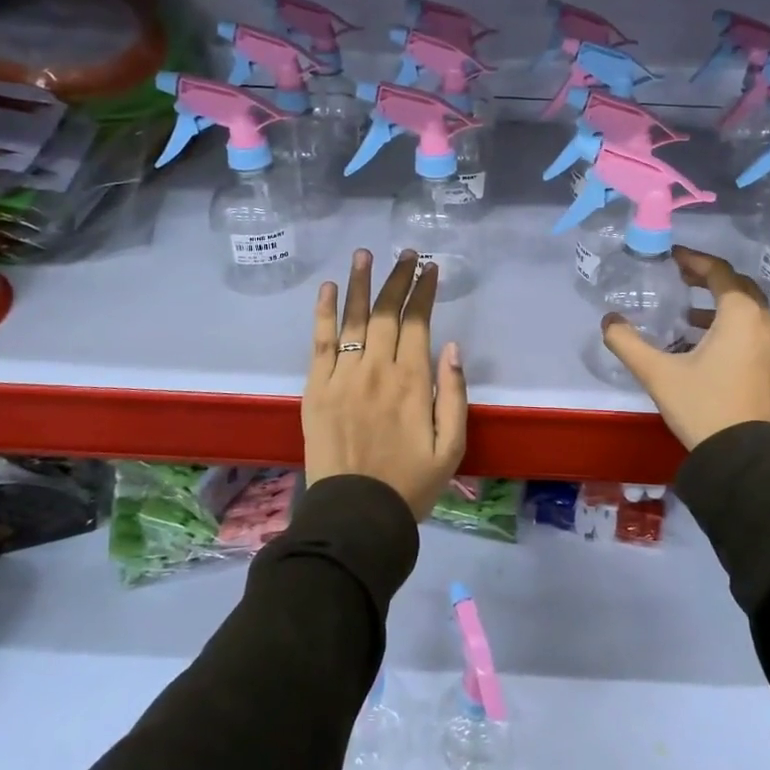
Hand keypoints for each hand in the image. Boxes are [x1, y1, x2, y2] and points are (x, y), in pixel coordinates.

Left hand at [304, 248, 468, 519]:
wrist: (355, 515)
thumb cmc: (410, 484)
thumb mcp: (451, 447)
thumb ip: (454, 395)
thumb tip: (451, 347)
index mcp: (412, 381)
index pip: (417, 323)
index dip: (424, 292)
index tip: (430, 269)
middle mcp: (377, 369)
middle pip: (386, 312)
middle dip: (398, 279)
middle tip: (406, 254)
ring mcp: (342, 376)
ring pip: (352, 318)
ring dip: (359, 283)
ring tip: (364, 254)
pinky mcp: (316, 388)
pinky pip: (320, 342)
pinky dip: (323, 313)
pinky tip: (327, 288)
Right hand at [601, 246, 769, 449]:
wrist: (748, 460)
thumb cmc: (704, 407)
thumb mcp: (658, 374)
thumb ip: (628, 342)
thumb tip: (608, 321)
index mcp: (742, 315)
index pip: (719, 272)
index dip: (694, 260)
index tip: (672, 257)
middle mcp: (766, 324)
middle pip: (739, 288)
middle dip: (709, 279)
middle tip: (680, 279)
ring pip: (749, 312)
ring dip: (720, 306)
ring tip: (687, 315)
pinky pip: (755, 333)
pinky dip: (732, 327)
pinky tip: (705, 346)